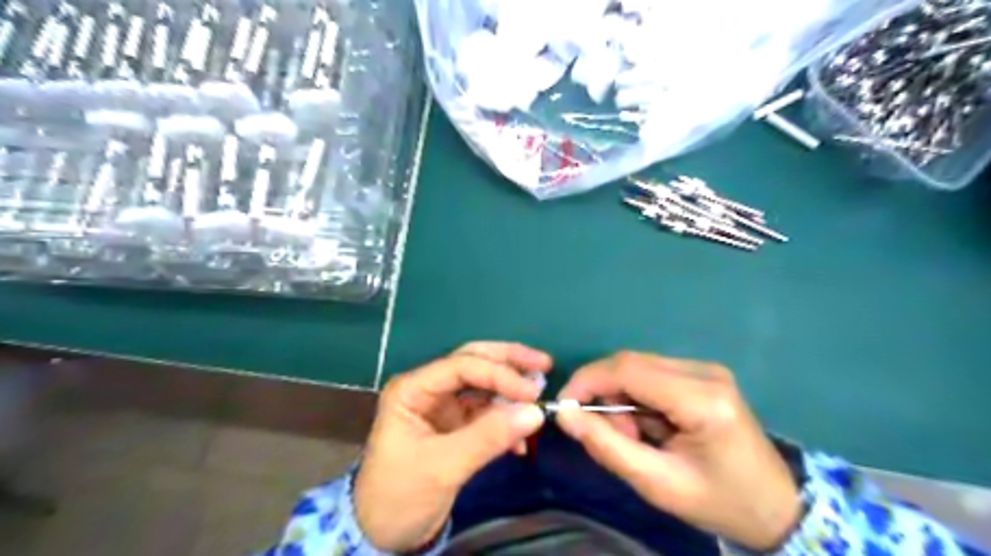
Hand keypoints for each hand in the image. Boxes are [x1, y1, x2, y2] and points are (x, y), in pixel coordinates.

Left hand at [352, 344, 549, 550]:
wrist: (385, 534)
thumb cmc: (400, 495)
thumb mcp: (443, 466)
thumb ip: (489, 437)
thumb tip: (535, 412)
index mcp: (412, 389)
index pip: (461, 367)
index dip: (499, 374)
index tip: (532, 393)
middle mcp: (428, 389)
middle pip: (472, 362)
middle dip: (507, 362)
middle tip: (543, 364)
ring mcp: (443, 406)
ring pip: (483, 384)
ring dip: (510, 388)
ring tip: (540, 391)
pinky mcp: (456, 425)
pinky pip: (487, 412)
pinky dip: (506, 419)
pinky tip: (522, 439)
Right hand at [557, 351, 794, 550]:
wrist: (776, 507)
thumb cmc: (719, 502)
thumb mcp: (658, 485)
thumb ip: (607, 447)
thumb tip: (564, 414)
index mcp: (702, 400)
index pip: (628, 370)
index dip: (587, 381)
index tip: (564, 407)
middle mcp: (705, 372)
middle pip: (630, 363)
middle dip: (604, 394)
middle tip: (607, 434)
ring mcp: (706, 369)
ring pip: (637, 367)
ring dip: (621, 398)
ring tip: (636, 438)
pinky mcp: (703, 374)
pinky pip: (651, 374)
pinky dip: (637, 398)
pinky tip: (650, 427)